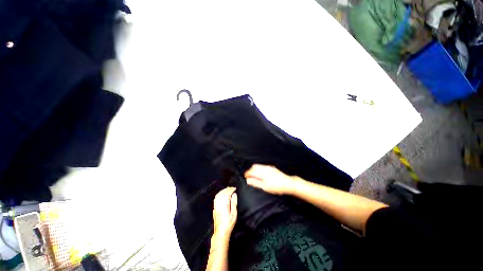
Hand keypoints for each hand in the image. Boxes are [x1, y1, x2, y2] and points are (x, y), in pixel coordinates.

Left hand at [212, 187, 237, 242]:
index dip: (231, 190)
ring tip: (228, 189)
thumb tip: (234, 194)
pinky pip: (216, 198)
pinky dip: (219, 194)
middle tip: (232, 188)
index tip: (235, 188)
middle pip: (222, 193)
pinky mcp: (214, 208)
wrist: (221, 232)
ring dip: (223, 190)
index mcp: (224, 205)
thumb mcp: (234, 214)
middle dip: (227, 189)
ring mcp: (216, 206)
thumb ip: (234, 203)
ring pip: (218, 195)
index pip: (227, 194)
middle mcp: (219, 204)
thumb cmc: (229, 224)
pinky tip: (222, 194)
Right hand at [245, 164, 297, 194]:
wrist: (288, 183)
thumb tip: (248, 180)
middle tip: (249, 177)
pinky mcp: (272, 168)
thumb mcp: (265, 187)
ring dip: (255, 170)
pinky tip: (261, 175)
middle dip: (250, 171)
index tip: (245, 177)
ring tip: (255, 176)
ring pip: (259, 166)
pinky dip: (259, 169)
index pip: (251, 171)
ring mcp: (269, 167)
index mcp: (262, 172)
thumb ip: (255, 183)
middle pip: (254, 166)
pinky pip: (262, 166)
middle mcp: (265, 167)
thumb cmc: (276, 186)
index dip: (247, 174)